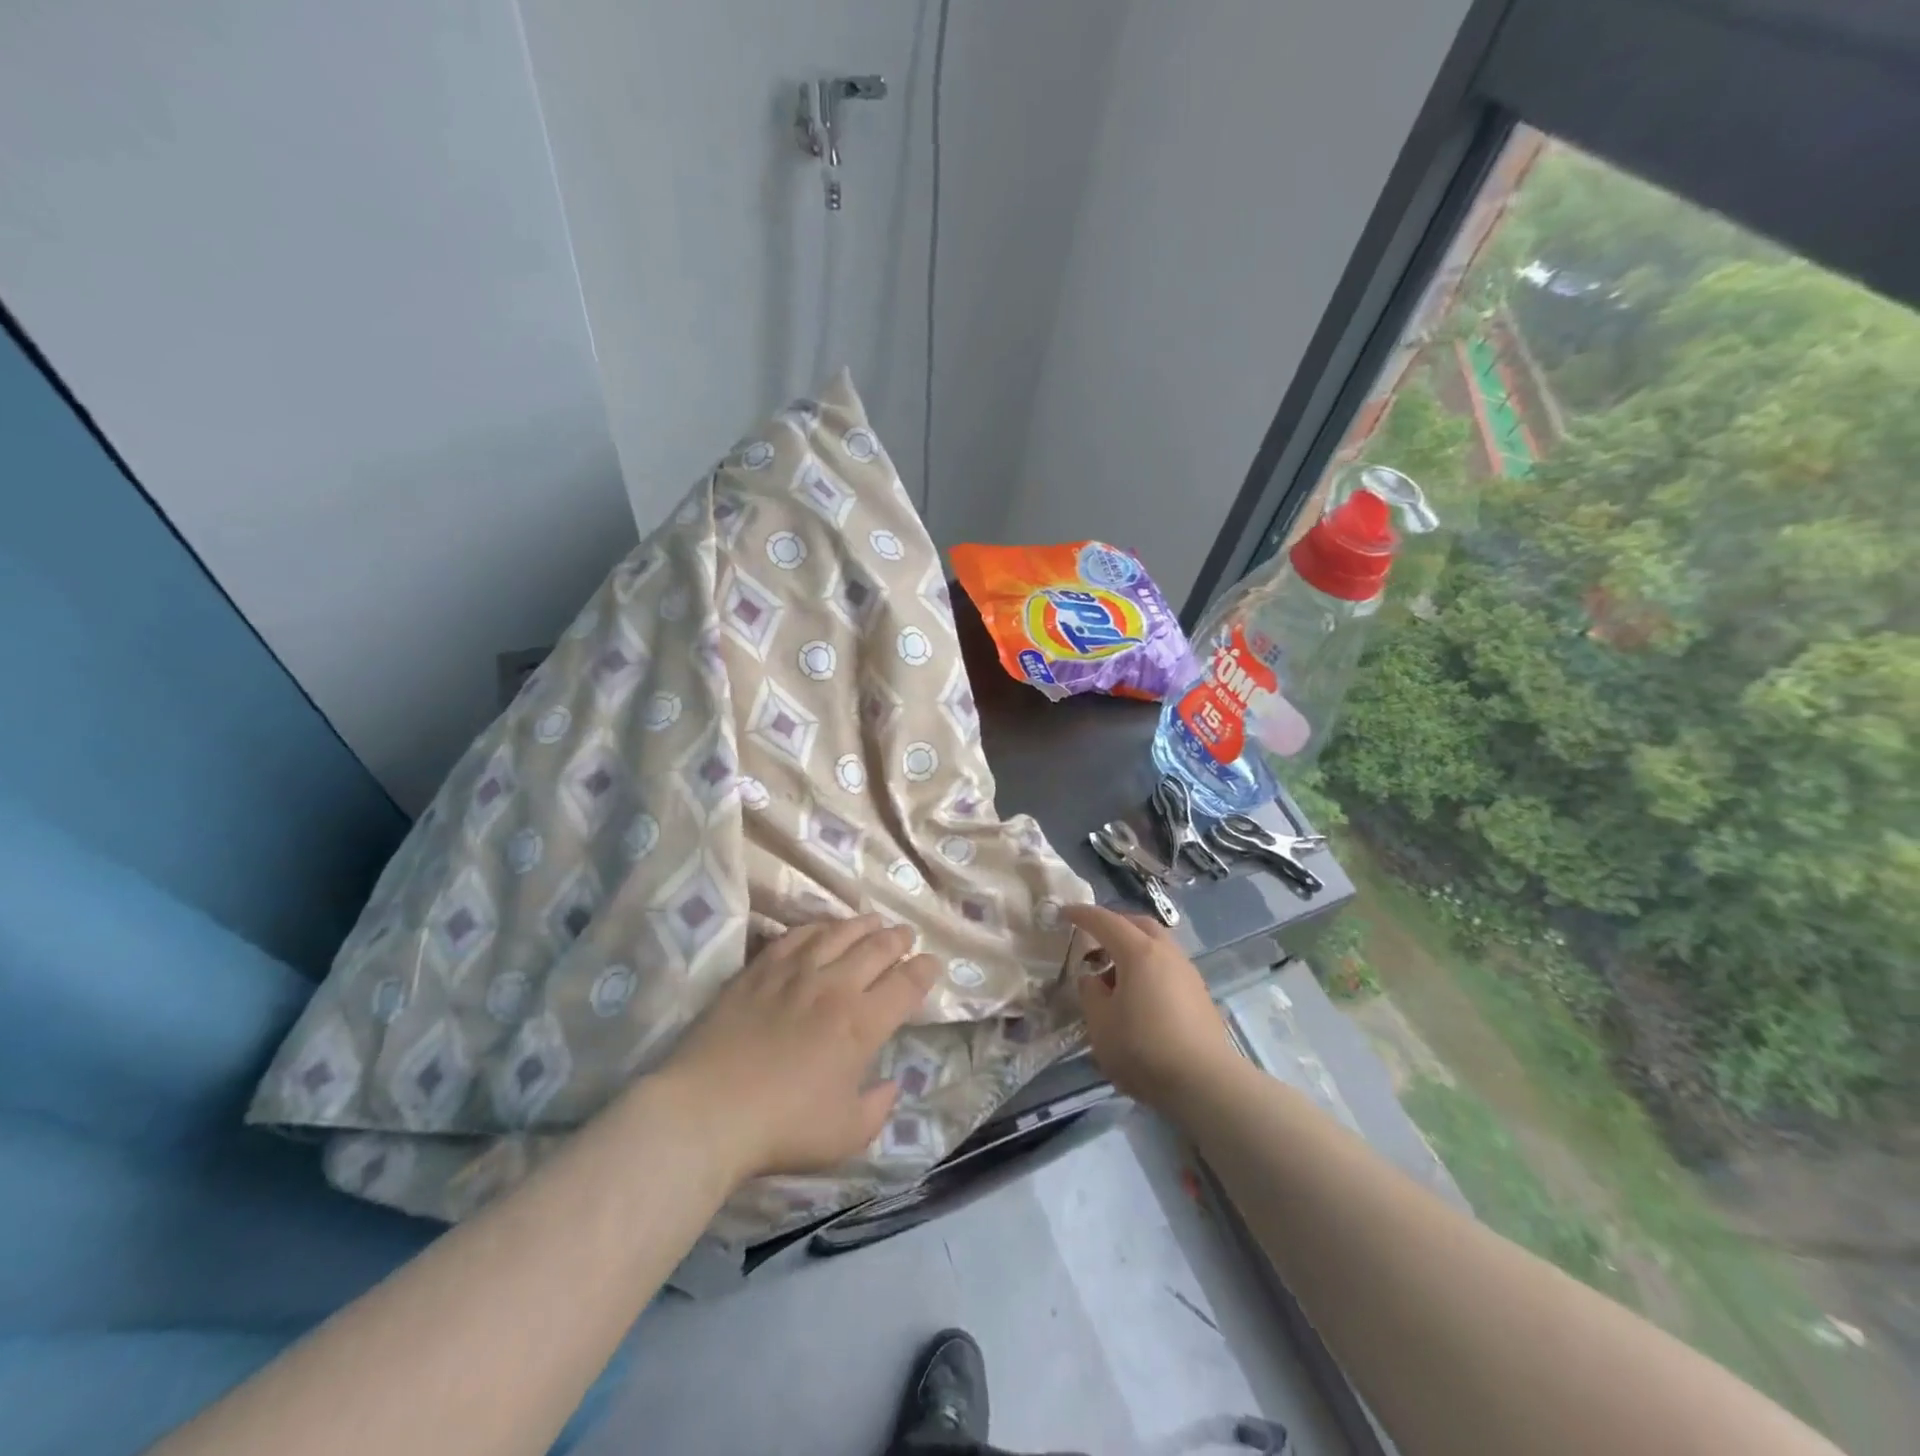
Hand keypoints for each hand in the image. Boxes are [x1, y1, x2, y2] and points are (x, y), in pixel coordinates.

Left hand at [659, 915, 939, 1182]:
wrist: (708, 1112)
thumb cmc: (783, 1129)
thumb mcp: (846, 1135)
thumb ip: (878, 1108)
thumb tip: (891, 1085)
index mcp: (862, 1024)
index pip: (906, 984)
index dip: (925, 970)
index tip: (931, 964)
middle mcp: (835, 986)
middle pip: (877, 948)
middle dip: (899, 939)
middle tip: (907, 936)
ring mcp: (795, 972)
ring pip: (839, 933)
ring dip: (863, 925)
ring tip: (874, 922)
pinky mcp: (760, 969)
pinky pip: (796, 935)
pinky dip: (817, 927)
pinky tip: (822, 928)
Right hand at [1064, 904, 1237, 1110]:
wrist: (1206, 1084)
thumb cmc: (1144, 1050)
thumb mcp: (1100, 1025)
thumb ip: (1091, 993)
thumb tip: (1093, 978)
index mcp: (1139, 952)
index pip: (1105, 921)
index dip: (1082, 915)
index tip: (1063, 913)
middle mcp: (1166, 953)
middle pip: (1138, 925)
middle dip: (1113, 926)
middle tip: (1092, 941)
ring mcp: (1187, 972)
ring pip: (1157, 945)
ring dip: (1133, 949)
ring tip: (1114, 975)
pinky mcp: (1200, 994)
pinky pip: (1167, 966)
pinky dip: (1148, 968)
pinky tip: (1139, 996)